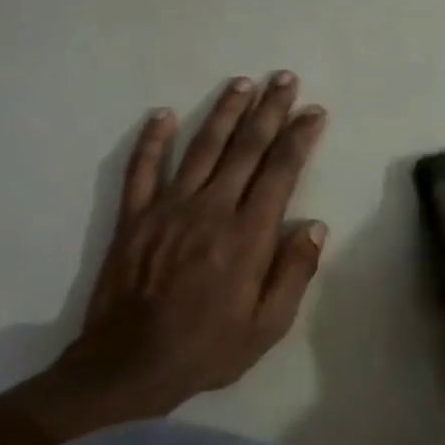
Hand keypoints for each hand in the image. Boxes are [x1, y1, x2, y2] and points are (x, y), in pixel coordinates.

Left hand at [24, 72, 329, 438]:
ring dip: (223, 112)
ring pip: (200, 148)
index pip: (280, 172)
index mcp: (246, 236)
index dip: (299, 138)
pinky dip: (151, 139)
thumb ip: (293, 273)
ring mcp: (167, 209)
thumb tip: (314, 226)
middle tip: (284, 79)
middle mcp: (210, 210)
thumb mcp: (267, 326)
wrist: (130, 365)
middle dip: (269, 111)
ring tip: (242, 83)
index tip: (314, 112)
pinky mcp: (133, 217)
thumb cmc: (208, 349)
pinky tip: (163, 114)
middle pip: (244, 148)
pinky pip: (141, 168)